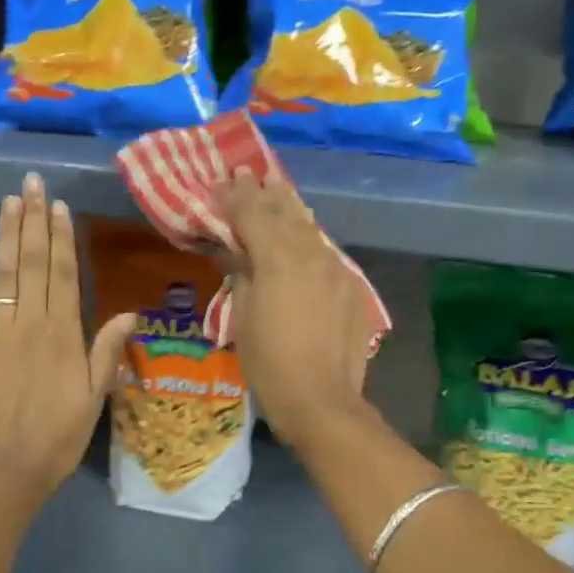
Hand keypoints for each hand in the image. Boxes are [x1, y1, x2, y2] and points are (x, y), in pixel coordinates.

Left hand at [0, 173, 135, 508]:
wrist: (0, 472)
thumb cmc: (55, 438)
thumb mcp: (94, 398)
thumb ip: (107, 351)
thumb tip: (129, 312)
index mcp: (63, 334)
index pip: (63, 274)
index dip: (62, 237)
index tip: (59, 206)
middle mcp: (29, 323)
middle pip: (32, 263)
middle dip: (33, 220)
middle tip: (32, 184)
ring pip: (2, 274)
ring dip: (6, 235)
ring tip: (9, 201)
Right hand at [216, 169, 373, 456]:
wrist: (321, 399)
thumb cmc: (268, 362)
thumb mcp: (242, 316)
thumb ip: (240, 273)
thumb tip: (234, 250)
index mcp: (278, 259)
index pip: (253, 214)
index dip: (235, 197)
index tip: (222, 181)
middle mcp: (310, 254)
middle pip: (285, 212)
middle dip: (264, 192)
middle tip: (248, 173)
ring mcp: (336, 269)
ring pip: (309, 228)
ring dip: (290, 208)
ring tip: (277, 190)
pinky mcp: (351, 287)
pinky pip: (325, 252)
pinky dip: (308, 239)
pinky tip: (302, 237)